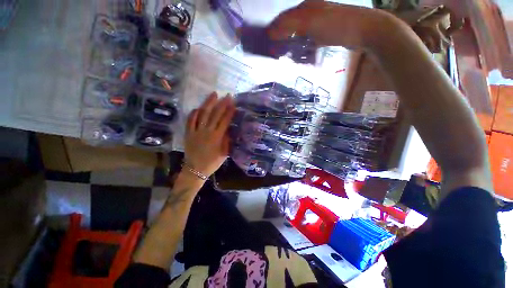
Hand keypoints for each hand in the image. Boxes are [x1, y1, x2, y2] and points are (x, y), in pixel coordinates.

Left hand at [184, 92, 234, 177]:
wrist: (195, 169)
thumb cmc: (212, 163)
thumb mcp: (224, 154)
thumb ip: (227, 141)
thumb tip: (229, 129)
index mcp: (217, 137)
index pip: (224, 121)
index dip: (229, 111)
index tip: (233, 104)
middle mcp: (207, 131)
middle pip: (215, 115)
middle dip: (222, 104)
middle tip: (227, 96)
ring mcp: (196, 131)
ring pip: (202, 114)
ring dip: (208, 103)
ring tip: (214, 94)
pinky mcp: (188, 133)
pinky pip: (190, 120)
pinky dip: (194, 113)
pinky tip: (198, 108)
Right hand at [268, 0, 394, 49]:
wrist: (363, 30)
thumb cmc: (336, 24)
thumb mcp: (310, 22)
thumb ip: (290, 25)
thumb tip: (271, 32)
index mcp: (306, 7)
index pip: (283, 18)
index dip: (274, 29)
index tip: (266, 42)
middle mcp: (310, 13)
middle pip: (290, 26)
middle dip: (281, 38)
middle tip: (274, 52)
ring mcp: (318, 23)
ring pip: (298, 34)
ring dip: (290, 44)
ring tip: (284, 55)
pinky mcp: (323, 34)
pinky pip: (307, 41)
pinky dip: (301, 48)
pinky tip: (299, 55)